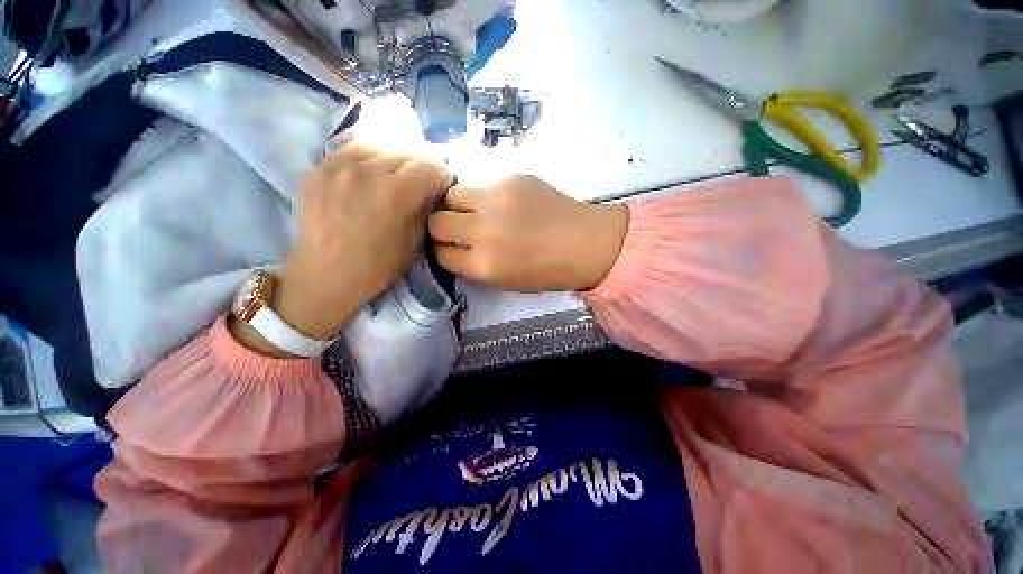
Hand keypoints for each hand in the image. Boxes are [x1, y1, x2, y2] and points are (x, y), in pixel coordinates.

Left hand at [233, 143, 449, 355]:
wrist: (324, 276)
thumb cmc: (376, 267)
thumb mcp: (414, 243)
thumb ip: (425, 209)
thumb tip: (430, 189)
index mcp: (394, 194)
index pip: (430, 165)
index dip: (441, 175)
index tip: (440, 186)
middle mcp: (366, 170)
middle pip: (407, 149)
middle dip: (421, 164)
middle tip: (421, 180)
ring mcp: (338, 164)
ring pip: (380, 142)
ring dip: (396, 156)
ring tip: (396, 173)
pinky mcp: (319, 167)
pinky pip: (352, 147)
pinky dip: (370, 155)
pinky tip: (371, 170)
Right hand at [429, 176, 627, 291]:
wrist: (586, 243)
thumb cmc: (548, 271)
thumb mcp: (505, 282)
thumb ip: (475, 266)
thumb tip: (456, 247)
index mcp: (484, 265)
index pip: (440, 254)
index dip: (444, 252)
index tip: (453, 248)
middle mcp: (483, 232)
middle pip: (437, 223)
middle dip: (444, 228)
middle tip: (461, 229)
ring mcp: (496, 200)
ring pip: (451, 195)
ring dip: (459, 206)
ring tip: (478, 211)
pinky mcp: (510, 179)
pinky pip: (482, 185)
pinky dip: (487, 197)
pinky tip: (507, 204)